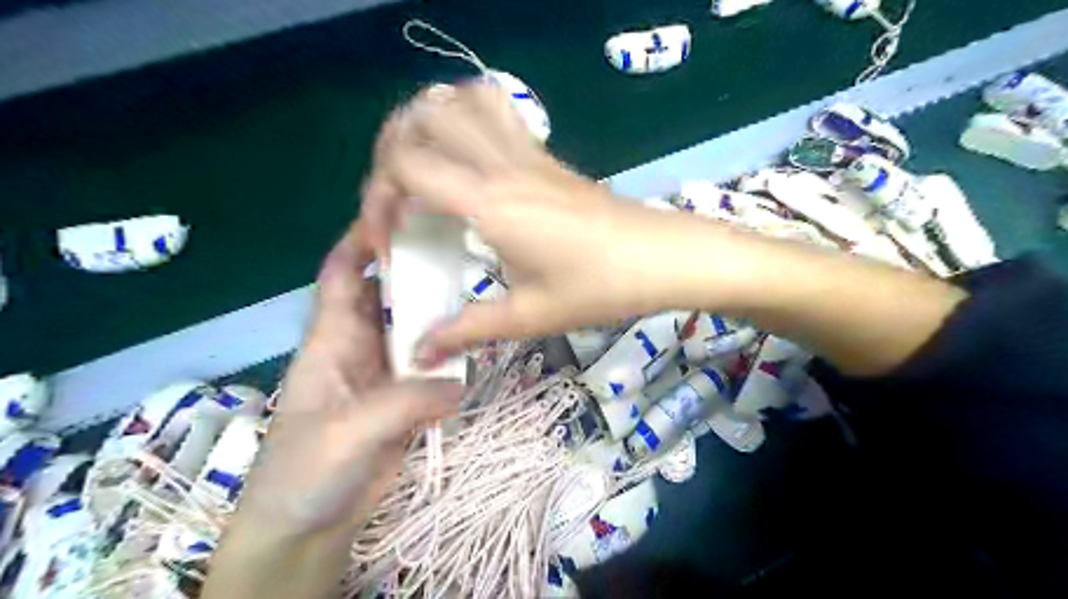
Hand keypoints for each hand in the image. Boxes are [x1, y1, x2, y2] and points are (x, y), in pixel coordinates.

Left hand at [237, 229, 462, 536]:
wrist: (308, 528)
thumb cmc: (305, 472)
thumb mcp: (348, 431)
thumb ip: (405, 401)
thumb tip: (459, 381)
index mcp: (332, 341)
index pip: (342, 276)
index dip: (362, 243)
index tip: (399, 215)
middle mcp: (360, 348)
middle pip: (388, 297)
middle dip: (415, 273)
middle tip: (458, 253)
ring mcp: (385, 375)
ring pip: (414, 332)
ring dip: (438, 319)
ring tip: (476, 297)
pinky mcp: (405, 402)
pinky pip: (431, 370)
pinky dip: (450, 361)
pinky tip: (475, 352)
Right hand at [358, 81, 724, 363]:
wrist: (663, 258)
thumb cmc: (601, 287)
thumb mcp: (530, 316)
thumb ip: (467, 329)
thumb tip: (419, 349)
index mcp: (491, 203)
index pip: (406, 166)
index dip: (378, 198)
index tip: (390, 241)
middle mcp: (502, 164)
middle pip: (422, 116)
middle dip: (390, 152)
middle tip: (396, 200)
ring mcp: (527, 153)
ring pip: (461, 99)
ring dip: (428, 127)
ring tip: (423, 173)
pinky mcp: (546, 155)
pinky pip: (496, 110)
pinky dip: (466, 120)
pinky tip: (469, 165)